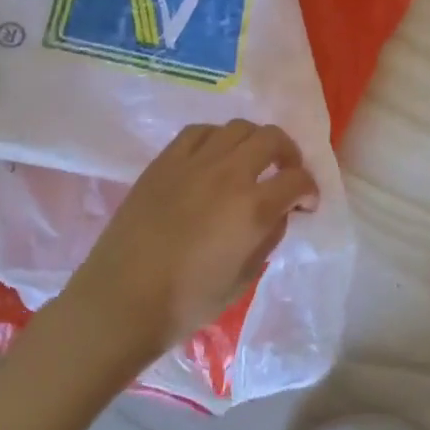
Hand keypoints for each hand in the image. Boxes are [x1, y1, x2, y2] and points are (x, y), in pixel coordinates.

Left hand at [61, 120, 317, 359]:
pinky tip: (214, 157)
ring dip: (254, 141)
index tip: (305, 204)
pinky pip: (198, 132)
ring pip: (237, 128)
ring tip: (250, 162)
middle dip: (288, 154)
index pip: (298, 180)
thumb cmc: (187, 302)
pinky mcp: (164, 162)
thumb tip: (277, 214)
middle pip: (272, 138)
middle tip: (285, 174)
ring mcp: (193, 163)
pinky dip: (216, 139)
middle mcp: (228, 174)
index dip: (309, 190)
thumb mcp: (243, 279)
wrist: (120, 301)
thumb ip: (268, 239)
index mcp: (253, 207)